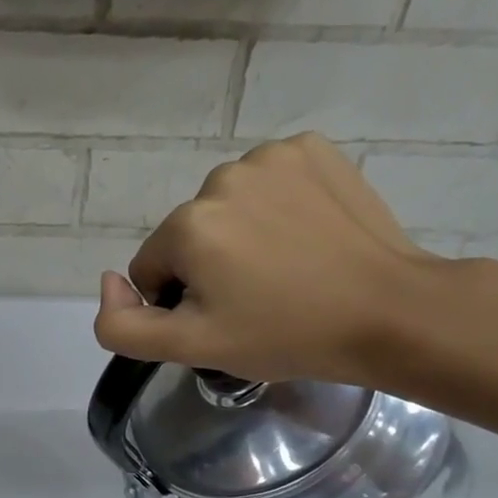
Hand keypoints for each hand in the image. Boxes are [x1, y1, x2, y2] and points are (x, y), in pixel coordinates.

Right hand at [92, 133, 448, 385]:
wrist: (389, 312)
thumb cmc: (285, 335)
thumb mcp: (191, 348)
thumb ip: (121, 326)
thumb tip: (108, 282)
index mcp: (188, 225)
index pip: (152, 269)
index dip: (181, 303)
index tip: (226, 318)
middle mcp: (221, 177)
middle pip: (188, 234)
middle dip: (210, 266)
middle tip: (258, 298)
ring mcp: (272, 156)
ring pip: (227, 207)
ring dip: (241, 234)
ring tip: (286, 268)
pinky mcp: (312, 149)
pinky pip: (268, 181)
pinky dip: (276, 205)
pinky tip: (305, 234)